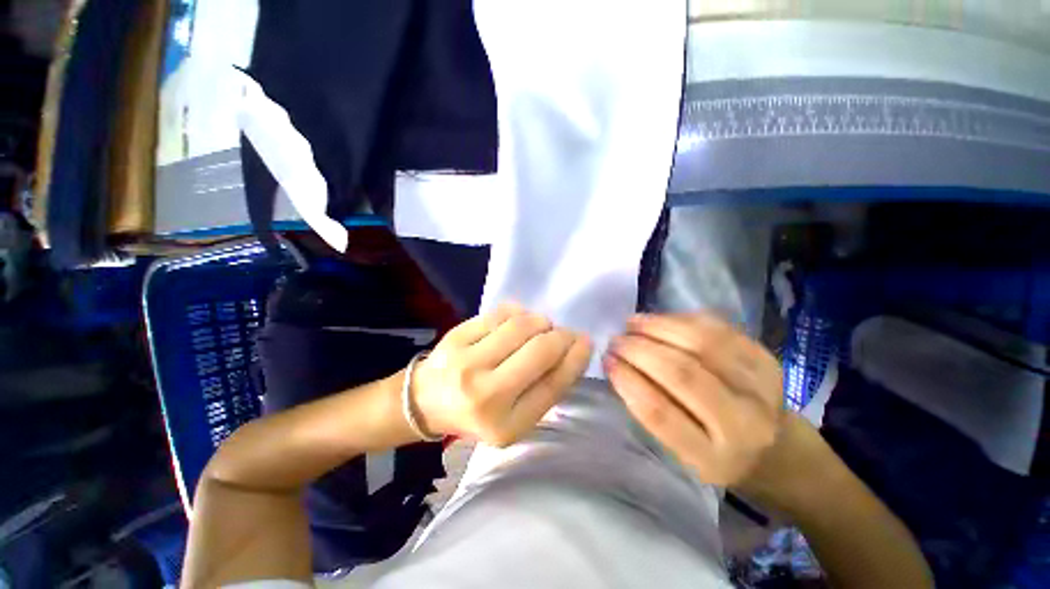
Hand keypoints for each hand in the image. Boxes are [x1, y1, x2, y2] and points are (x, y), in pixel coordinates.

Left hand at [412, 304, 591, 446]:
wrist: (425, 401)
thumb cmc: (477, 414)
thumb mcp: (515, 419)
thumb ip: (544, 391)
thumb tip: (571, 351)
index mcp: (505, 424)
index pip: (553, 384)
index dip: (575, 358)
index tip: (585, 342)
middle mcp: (485, 394)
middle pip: (540, 349)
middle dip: (561, 336)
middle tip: (564, 333)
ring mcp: (467, 361)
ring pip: (522, 325)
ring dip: (540, 322)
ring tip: (540, 328)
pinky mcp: (456, 336)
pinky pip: (500, 313)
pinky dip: (518, 313)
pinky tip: (517, 322)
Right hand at [604, 313, 782, 486]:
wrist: (779, 451)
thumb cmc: (717, 454)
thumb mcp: (681, 451)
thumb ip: (651, 411)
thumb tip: (618, 364)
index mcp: (714, 459)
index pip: (660, 412)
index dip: (627, 380)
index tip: (606, 360)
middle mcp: (744, 423)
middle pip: (682, 373)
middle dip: (638, 349)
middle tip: (616, 340)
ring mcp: (761, 386)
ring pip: (701, 342)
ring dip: (657, 327)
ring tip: (632, 323)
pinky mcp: (766, 358)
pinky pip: (717, 327)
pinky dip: (681, 319)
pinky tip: (659, 320)